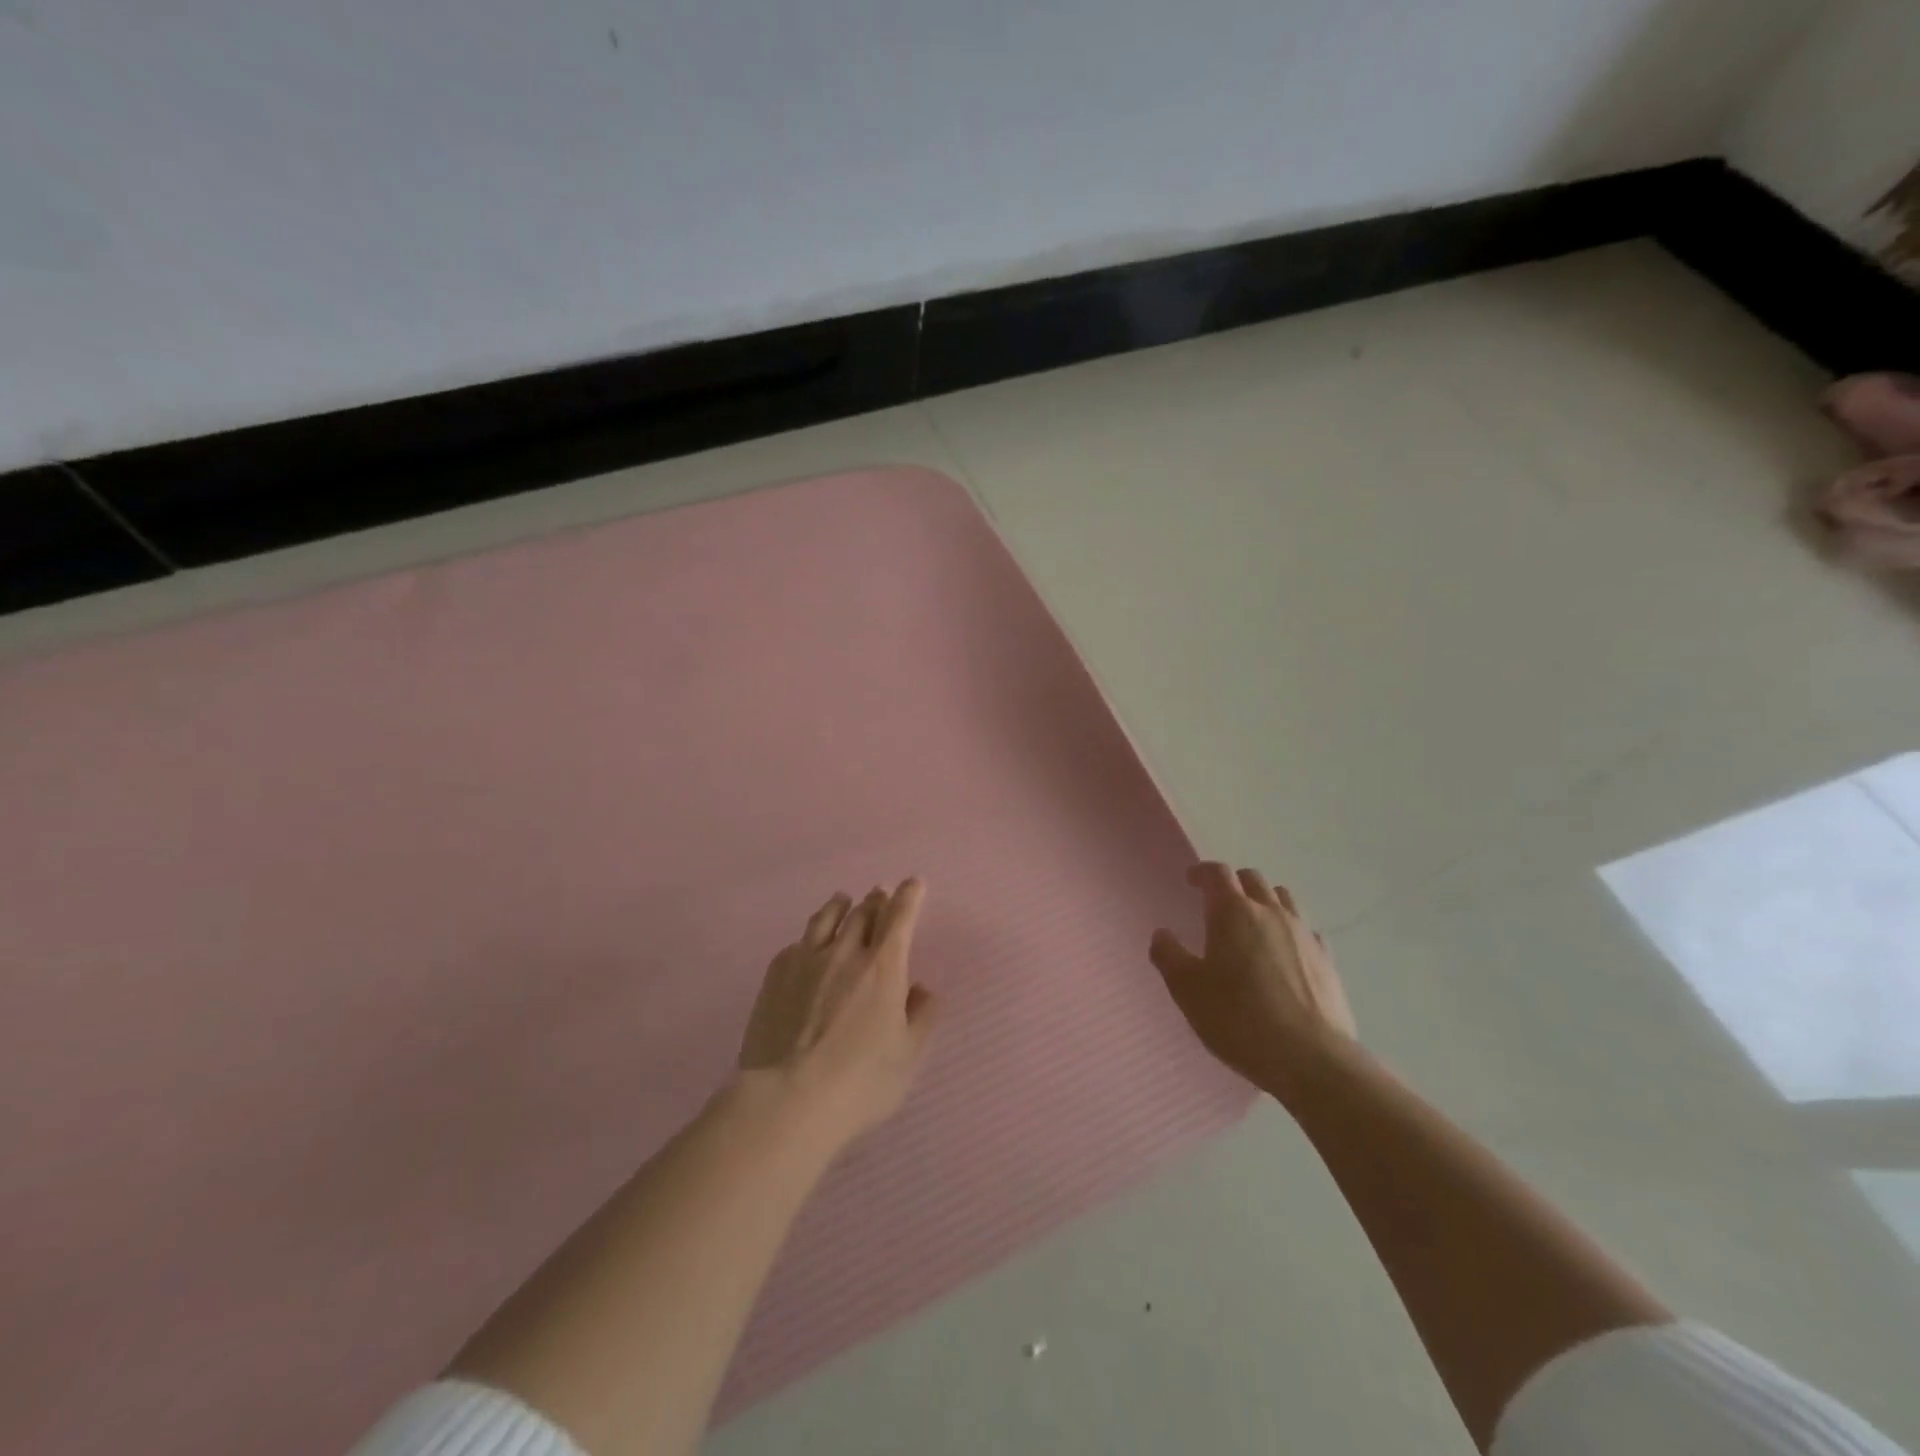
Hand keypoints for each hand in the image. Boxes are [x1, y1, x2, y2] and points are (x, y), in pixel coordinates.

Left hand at [738, 879, 939, 1144]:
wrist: (786, 1100)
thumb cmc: (859, 1083)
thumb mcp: (907, 1058)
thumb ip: (921, 1018)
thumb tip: (923, 989)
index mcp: (884, 966)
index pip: (900, 915)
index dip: (909, 895)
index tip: (913, 883)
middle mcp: (846, 951)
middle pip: (863, 911)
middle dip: (877, 899)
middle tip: (880, 894)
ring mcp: (806, 959)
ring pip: (826, 917)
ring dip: (841, 904)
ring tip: (844, 899)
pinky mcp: (776, 974)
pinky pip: (798, 942)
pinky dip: (811, 935)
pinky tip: (809, 943)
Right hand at [1149, 863, 1356, 1092]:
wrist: (1311, 1059)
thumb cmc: (1239, 1018)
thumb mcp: (1187, 990)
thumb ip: (1168, 956)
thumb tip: (1162, 934)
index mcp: (1233, 912)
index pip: (1217, 873)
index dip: (1202, 872)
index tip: (1191, 880)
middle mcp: (1271, 913)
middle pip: (1252, 879)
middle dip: (1233, 884)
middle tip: (1218, 902)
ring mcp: (1303, 934)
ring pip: (1283, 899)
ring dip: (1264, 901)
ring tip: (1253, 923)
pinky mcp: (1328, 961)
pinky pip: (1306, 931)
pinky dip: (1291, 931)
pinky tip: (1286, 953)